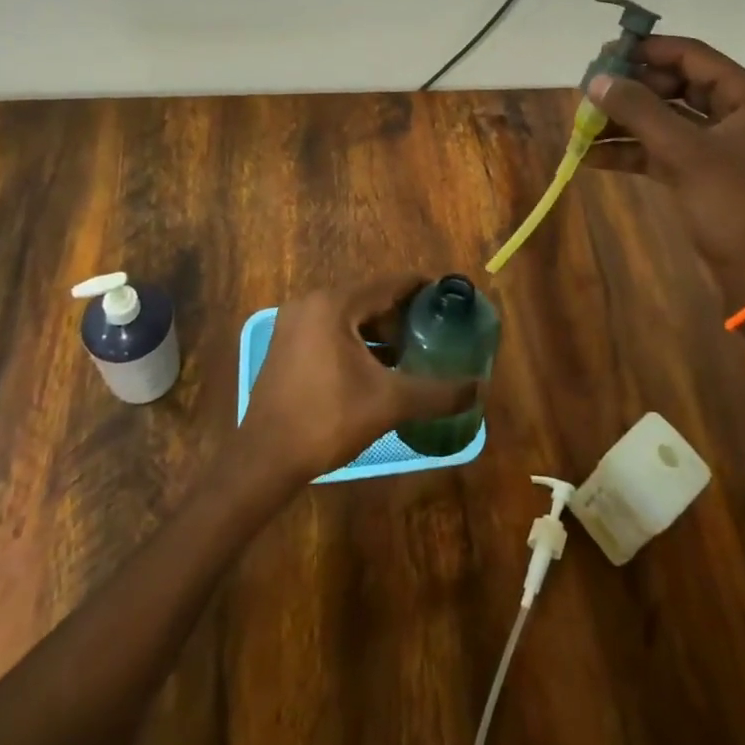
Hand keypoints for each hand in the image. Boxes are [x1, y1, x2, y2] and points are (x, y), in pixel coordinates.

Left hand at [241, 275, 478, 481]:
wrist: (264, 461)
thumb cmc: (327, 419)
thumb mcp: (389, 403)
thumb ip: (437, 393)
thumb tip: (480, 388)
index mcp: (334, 304)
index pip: (389, 284)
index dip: (423, 289)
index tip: (450, 299)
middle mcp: (311, 304)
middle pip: (369, 299)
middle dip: (403, 314)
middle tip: (436, 330)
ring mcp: (294, 325)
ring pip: (350, 317)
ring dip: (381, 331)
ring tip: (413, 350)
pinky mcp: (287, 347)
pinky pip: (332, 332)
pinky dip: (358, 343)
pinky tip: (379, 367)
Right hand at [585, 36, 744, 293]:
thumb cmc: (732, 205)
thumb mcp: (684, 153)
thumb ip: (639, 111)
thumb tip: (596, 81)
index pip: (691, 56)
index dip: (646, 51)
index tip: (603, 55)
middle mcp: (735, 112)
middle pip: (674, 86)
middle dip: (629, 90)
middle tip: (588, 93)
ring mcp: (718, 143)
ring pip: (664, 118)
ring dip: (625, 121)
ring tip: (582, 125)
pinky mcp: (702, 170)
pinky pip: (662, 148)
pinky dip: (631, 150)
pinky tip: (592, 156)